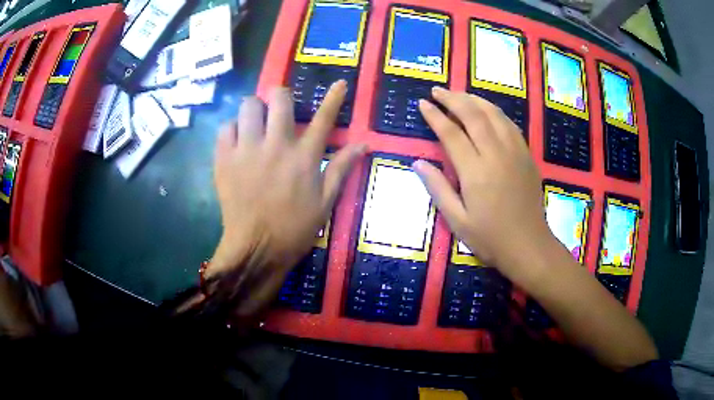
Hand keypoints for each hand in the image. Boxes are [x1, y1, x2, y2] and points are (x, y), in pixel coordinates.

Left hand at [210, 81, 364, 280]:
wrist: (255, 249)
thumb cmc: (294, 229)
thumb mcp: (325, 203)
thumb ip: (341, 168)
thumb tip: (363, 144)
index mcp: (304, 158)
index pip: (323, 119)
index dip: (333, 98)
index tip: (338, 83)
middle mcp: (275, 146)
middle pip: (279, 99)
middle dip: (281, 95)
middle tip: (279, 108)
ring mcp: (246, 151)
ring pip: (248, 106)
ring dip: (255, 109)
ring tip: (256, 123)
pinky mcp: (224, 159)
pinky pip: (225, 127)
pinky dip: (233, 129)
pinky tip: (237, 142)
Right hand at [414, 88, 551, 274]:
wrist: (529, 246)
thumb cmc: (490, 238)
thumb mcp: (457, 220)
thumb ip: (438, 188)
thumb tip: (418, 162)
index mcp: (475, 171)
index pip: (451, 132)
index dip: (435, 115)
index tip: (423, 103)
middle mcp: (495, 154)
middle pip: (473, 114)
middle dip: (453, 98)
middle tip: (437, 91)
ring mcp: (514, 151)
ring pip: (493, 114)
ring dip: (474, 100)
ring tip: (459, 95)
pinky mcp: (526, 155)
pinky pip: (509, 124)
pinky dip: (495, 111)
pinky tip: (487, 110)